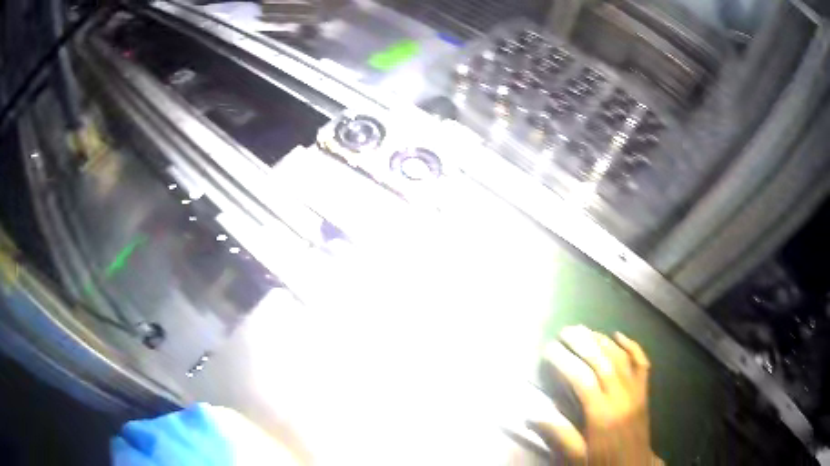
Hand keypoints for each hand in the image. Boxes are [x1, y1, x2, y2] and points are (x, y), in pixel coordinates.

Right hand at [530, 326, 661, 464]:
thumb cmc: (603, 463)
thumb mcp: (578, 457)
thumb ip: (560, 435)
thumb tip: (533, 414)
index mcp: (603, 416)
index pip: (583, 380)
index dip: (565, 361)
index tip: (549, 349)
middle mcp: (621, 398)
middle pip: (603, 363)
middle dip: (583, 343)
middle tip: (565, 331)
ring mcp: (636, 392)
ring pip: (621, 359)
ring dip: (603, 341)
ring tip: (585, 330)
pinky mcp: (645, 392)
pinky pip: (642, 363)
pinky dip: (632, 346)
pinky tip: (619, 336)